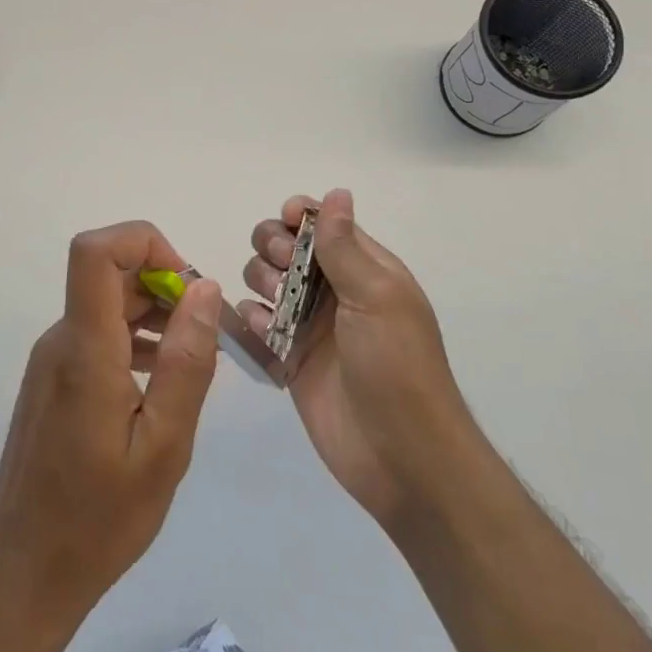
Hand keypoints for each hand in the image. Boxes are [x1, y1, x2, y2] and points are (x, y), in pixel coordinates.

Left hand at [0, 221, 223, 626]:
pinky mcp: (53, 380)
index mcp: (84, 349)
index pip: (95, 251)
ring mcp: (52, 360)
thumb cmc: (100, 518)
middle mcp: (60, 341)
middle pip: (108, 274)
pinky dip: (134, 338)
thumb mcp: (164, 445)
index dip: (144, 242)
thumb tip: (204, 288)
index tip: (188, 285)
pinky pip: (96, 334)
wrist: (25, 572)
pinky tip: (160, 380)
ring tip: (191, 360)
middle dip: (164, 284)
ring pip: (105, 304)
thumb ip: (187, 361)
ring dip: (153, 313)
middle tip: (205, 334)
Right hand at [241, 189, 475, 534]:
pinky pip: (257, 324)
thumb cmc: (397, 368)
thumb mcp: (376, 298)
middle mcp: (335, 291)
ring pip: (266, 281)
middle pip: (286, 247)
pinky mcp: (290, 359)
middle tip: (280, 271)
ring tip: (272, 307)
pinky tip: (259, 331)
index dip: (299, 216)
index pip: (324, 224)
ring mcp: (311, 325)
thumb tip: (337, 192)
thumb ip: (345, 246)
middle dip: (273, 248)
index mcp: (366, 269)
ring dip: (260, 282)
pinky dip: (250, 320)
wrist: (401, 458)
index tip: (285, 222)